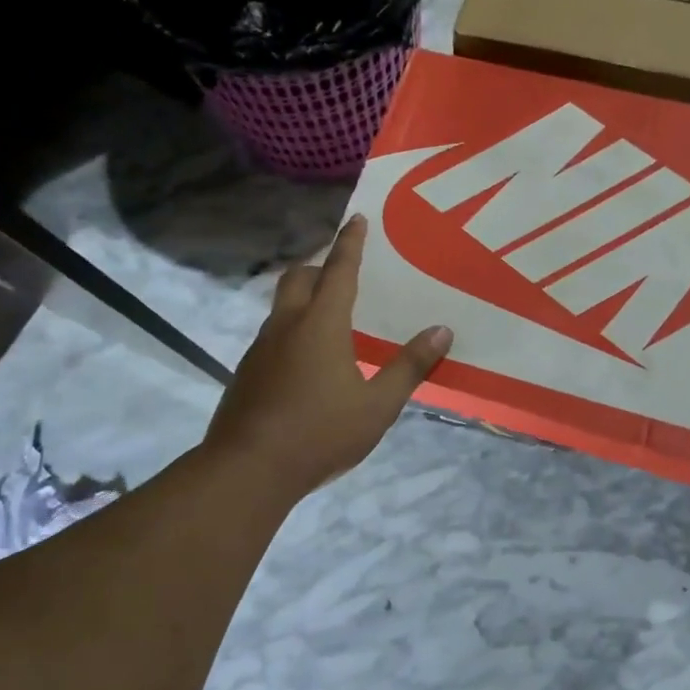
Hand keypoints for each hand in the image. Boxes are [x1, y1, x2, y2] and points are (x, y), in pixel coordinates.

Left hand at [204, 215, 451, 498]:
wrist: (247, 470)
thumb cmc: (320, 433)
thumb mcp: (377, 405)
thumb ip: (410, 367)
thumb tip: (442, 331)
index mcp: (321, 325)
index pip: (338, 271)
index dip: (350, 243)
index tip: (356, 219)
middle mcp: (286, 326)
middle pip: (298, 278)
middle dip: (320, 266)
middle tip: (342, 272)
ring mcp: (261, 349)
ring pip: (282, 307)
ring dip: (304, 299)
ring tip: (330, 318)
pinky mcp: (247, 372)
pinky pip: (273, 335)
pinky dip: (292, 330)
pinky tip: (307, 363)